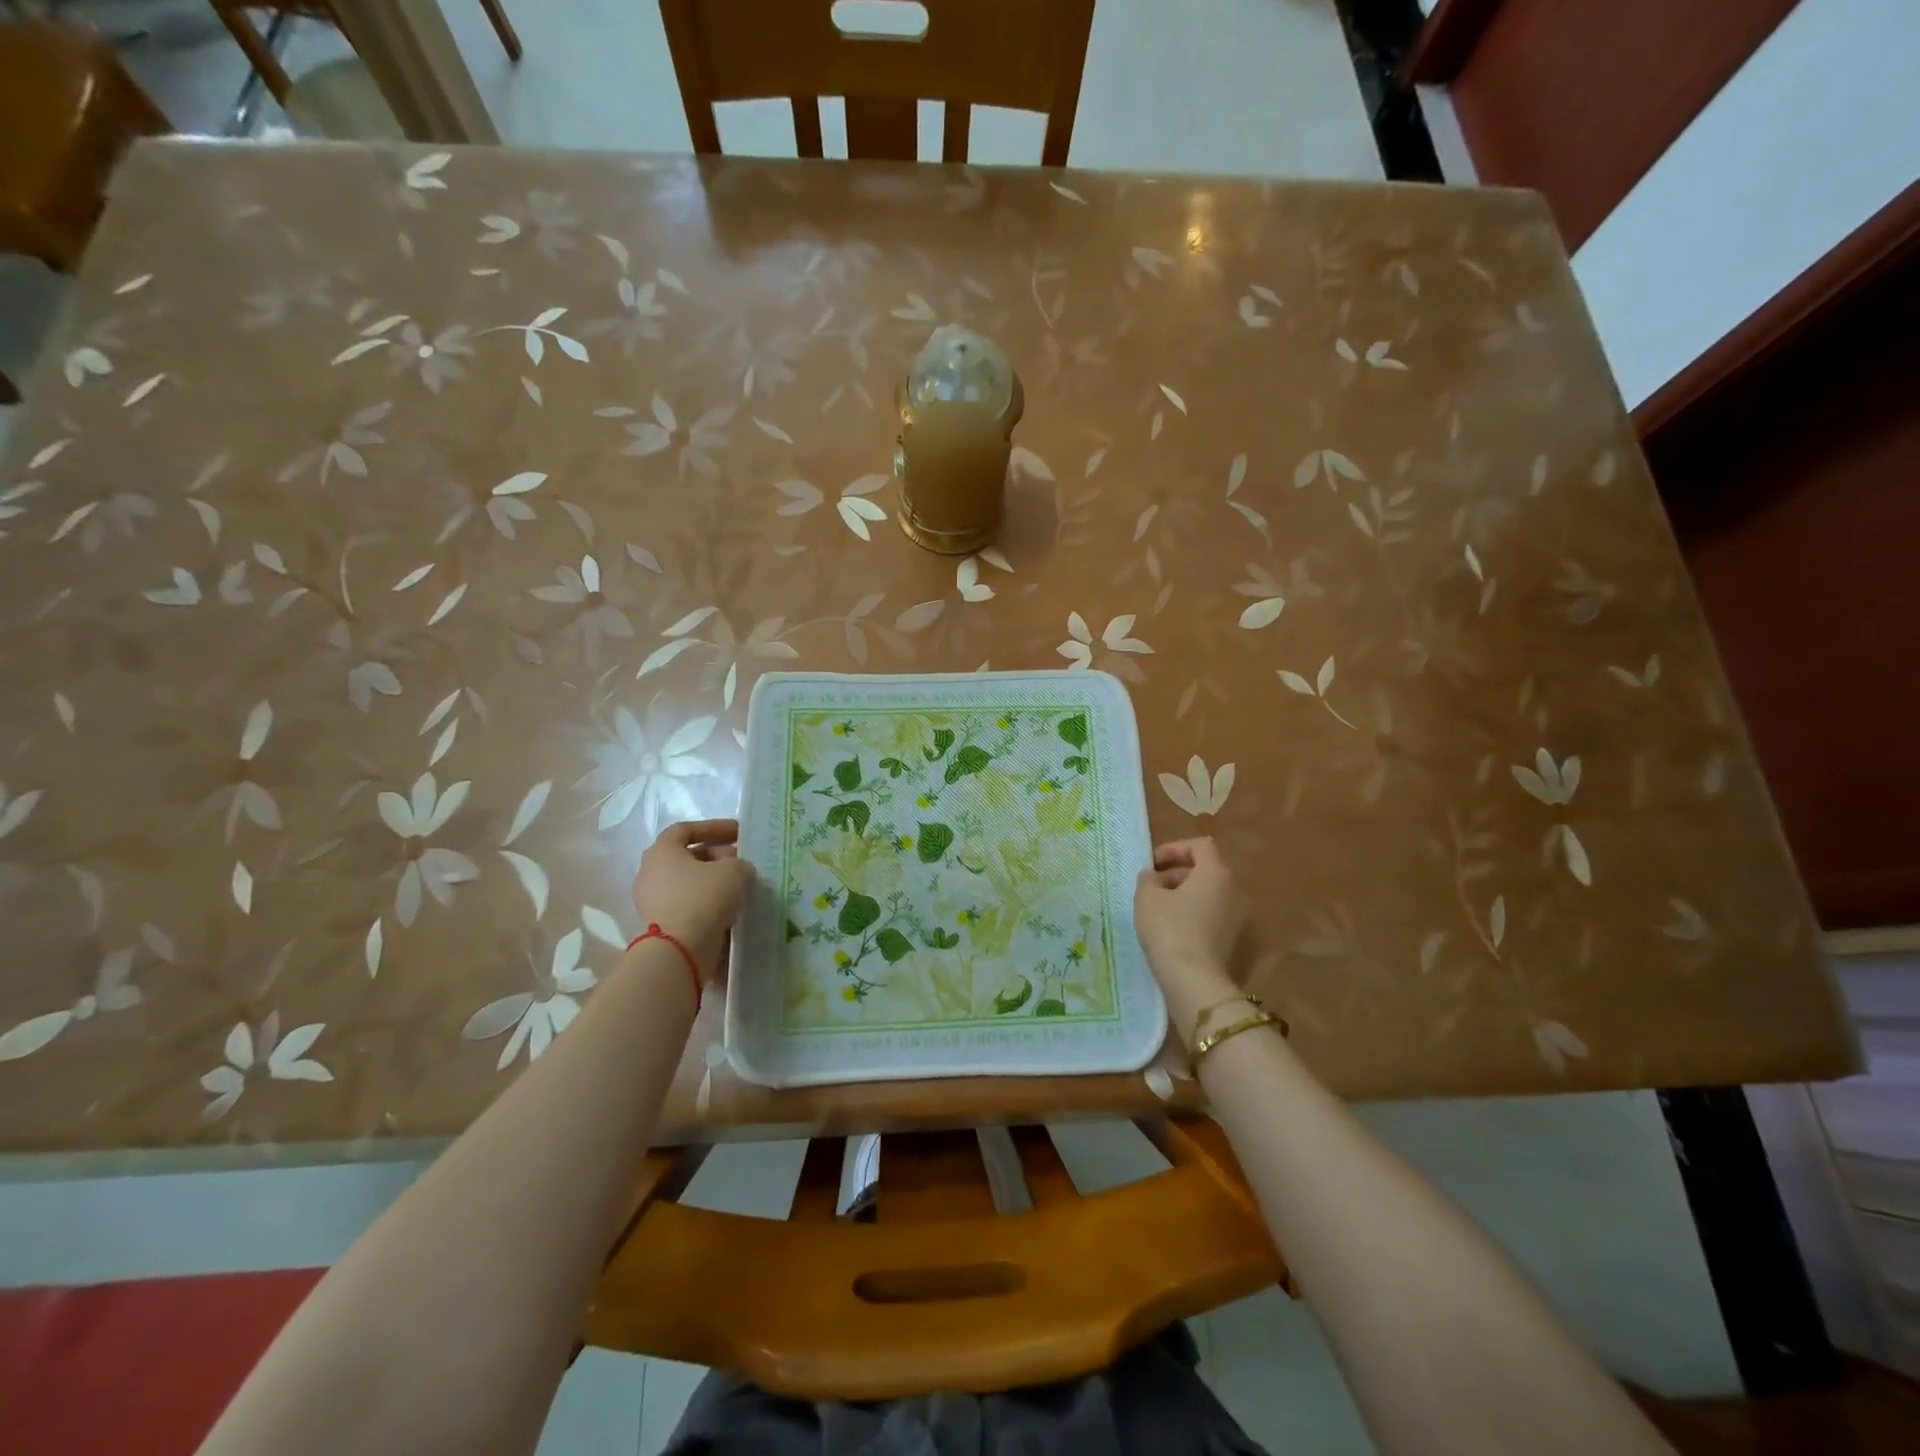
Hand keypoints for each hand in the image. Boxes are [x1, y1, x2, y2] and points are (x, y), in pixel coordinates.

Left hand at [632, 819, 754, 974]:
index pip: (686, 829)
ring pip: (687, 883)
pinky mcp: (659, 925)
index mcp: (661, 851)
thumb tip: (738, 870)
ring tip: (739, 887)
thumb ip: (739, 864)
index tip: (739, 833)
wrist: (680, 950)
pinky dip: (707, 903)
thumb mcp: (734, 871)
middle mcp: (650, 873)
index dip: (714, 828)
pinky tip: (729, 908)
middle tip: (741, 862)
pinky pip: (686, 905)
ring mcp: (651, 901)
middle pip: (686, 857)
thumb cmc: (703, 898)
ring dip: (712, 882)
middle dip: (716, 856)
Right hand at [1134, 838, 1244, 1029]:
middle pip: (1203, 869)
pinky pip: (1210, 914)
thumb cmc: (1168, 929)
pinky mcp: (1232, 938)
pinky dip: (1191, 913)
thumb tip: (1152, 875)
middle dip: (1175, 873)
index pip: (1199, 845)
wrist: (1193, 980)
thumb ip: (1148, 878)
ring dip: (1182, 894)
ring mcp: (1236, 916)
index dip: (1174, 848)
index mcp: (1215, 873)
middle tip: (1150, 887)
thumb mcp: (1147, 897)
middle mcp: (1232, 890)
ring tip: (1156, 909)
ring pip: (1206, 893)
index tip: (1152, 864)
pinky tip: (1170, 929)